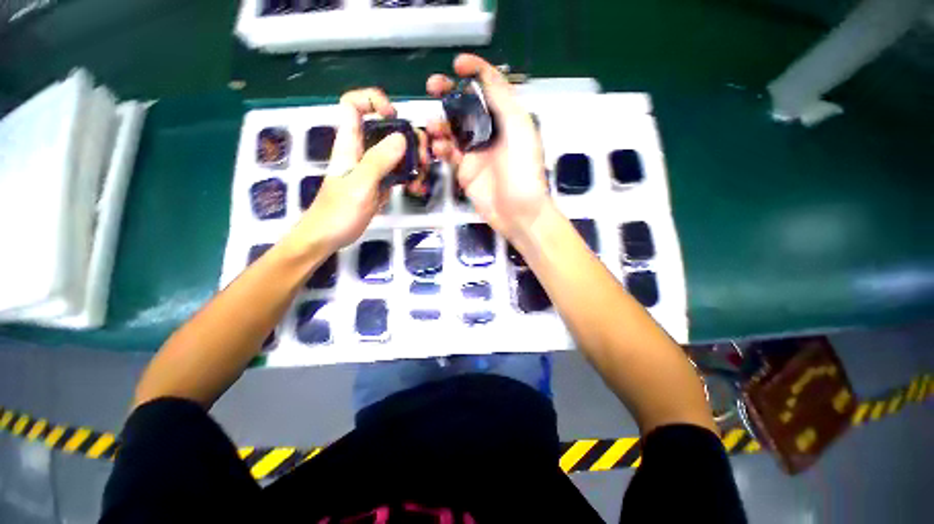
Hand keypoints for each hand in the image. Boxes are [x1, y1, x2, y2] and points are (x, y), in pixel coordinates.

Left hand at [290, 89, 405, 251]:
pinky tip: (415, 189)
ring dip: (413, 161)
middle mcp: (361, 151)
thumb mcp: (360, 185)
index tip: (394, 117)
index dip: (373, 101)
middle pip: (385, 129)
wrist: (328, 237)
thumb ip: (379, 160)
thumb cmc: (338, 212)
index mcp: (349, 144)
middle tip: (423, 157)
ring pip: (395, 153)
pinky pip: (397, 173)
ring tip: (421, 178)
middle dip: (408, 138)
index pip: (353, 105)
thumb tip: (401, 137)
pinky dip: (409, 178)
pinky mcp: (378, 184)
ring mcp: (371, 169)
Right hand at [426, 54, 550, 241]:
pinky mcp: (465, 171)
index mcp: (506, 118)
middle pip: (465, 105)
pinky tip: (438, 150)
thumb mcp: (519, 131)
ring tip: (433, 128)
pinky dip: (440, 148)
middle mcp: (490, 132)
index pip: (490, 86)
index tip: (456, 64)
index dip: (475, 70)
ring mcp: (476, 152)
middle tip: (432, 87)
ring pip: (452, 129)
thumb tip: (484, 77)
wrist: (518, 212)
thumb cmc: (524, 172)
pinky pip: (448, 153)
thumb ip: (503, 101)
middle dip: (448, 93)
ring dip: (440, 123)